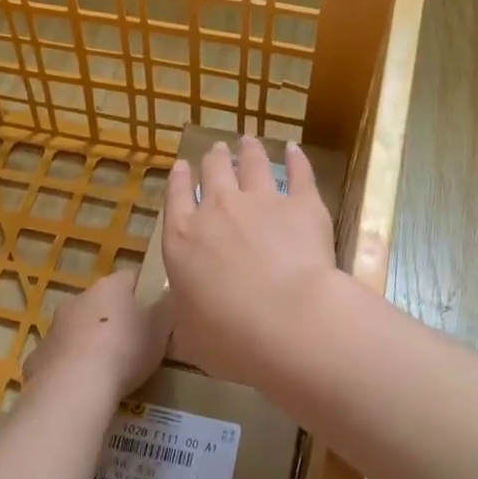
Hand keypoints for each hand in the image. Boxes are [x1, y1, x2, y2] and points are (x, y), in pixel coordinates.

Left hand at [27, 270, 169, 401]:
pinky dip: (70, 366)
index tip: (156, 310)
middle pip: (102, 302)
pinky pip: (60, 356)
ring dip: (90, 340)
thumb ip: (166, 310)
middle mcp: (79, 298)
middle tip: (133, 342)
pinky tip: (82, 386)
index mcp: (110, 287)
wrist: (74, 387)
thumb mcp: (160, 330)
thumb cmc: (124, 351)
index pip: (131, 278)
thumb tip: (169, 297)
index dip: (145, 292)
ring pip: (77, 327)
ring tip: (107, 368)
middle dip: (115, 317)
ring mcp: (54, 326)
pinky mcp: (38, 356)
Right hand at [161, 137, 344, 387]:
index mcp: (183, 239)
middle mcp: (218, 210)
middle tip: (216, 149)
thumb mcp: (191, 335)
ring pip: (252, 163)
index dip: (177, 179)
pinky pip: (298, 172)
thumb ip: (187, 313)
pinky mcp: (302, 204)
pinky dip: (296, 158)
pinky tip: (294, 149)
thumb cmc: (230, 337)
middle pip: (213, 173)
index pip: (175, 198)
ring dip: (248, 150)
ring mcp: (261, 201)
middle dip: (213, 159)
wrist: (288, 320)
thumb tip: (187, 311)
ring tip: (248, 141)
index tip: (180, 165)